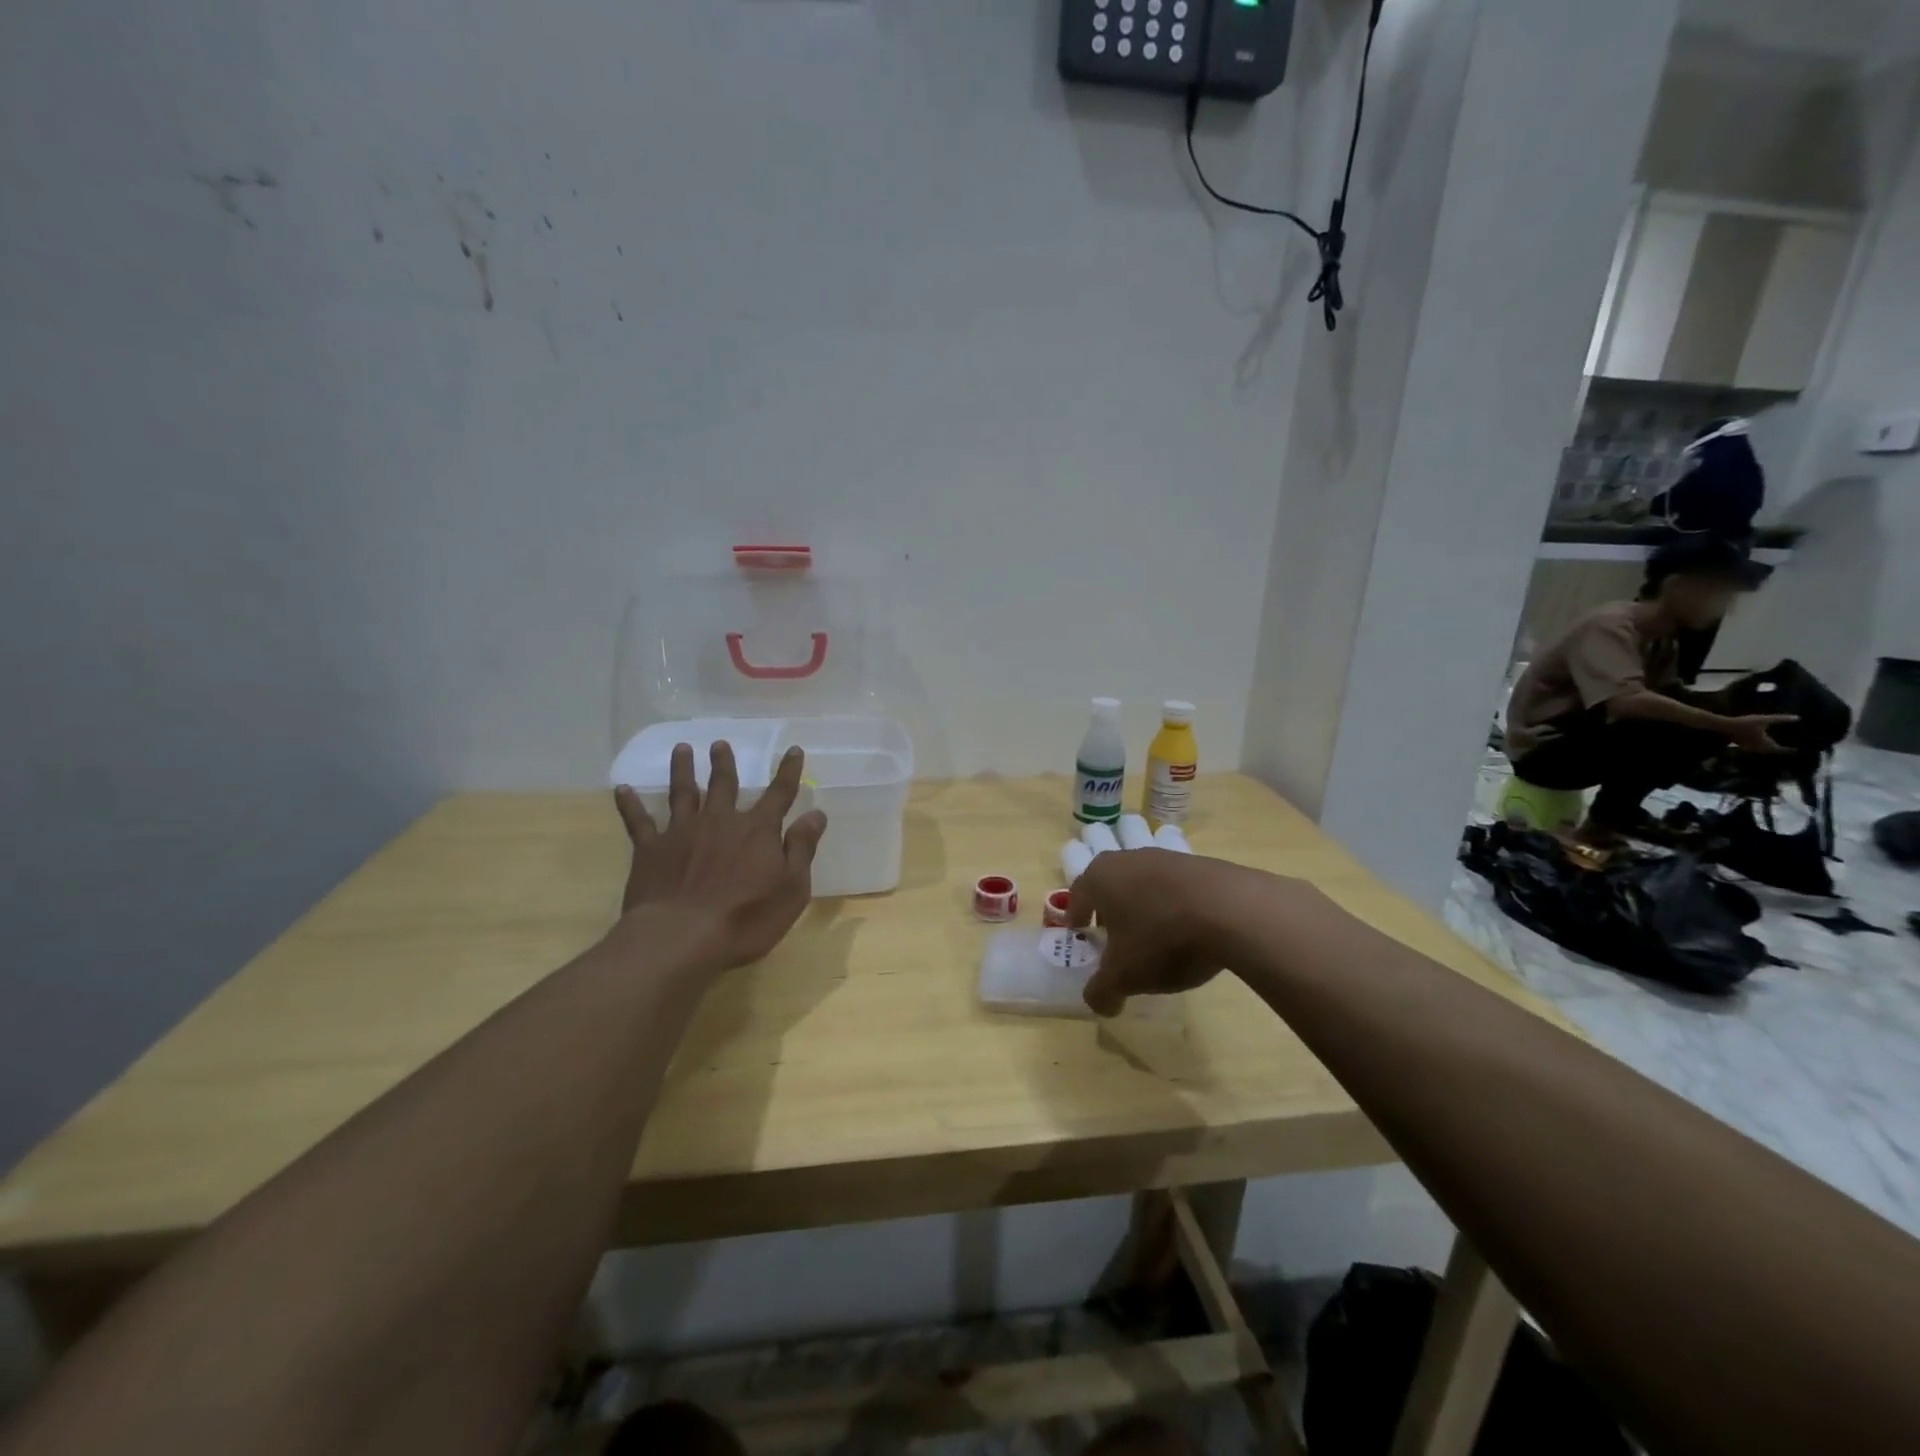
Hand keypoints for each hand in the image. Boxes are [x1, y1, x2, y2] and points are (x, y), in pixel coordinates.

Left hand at [613, 741, 827, 974]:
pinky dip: (630, 804)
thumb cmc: (746, 919)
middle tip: (720, 744)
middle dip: (724, 763)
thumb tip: (816, 814)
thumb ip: (802, 848)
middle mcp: (720, 821)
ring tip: (681, 749)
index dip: (788, 772)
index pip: (779, 794)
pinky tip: (622, 788)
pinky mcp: (650, 849)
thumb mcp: (791, 889)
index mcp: (757, 830)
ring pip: (682, 792)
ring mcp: (682, 832)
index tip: (794, 750)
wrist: (681, 937)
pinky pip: (638, 820)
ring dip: (683, 769)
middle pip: (724, 784)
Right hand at [1068, 848, 1240, 1016]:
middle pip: (1111, 884)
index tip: (1079, 931)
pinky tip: (1187, 930)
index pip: (1078, 894)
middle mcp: (1129, 858)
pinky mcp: (1202, 864)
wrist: (1232, 910)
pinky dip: (1174, 905)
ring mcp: (1167, 858)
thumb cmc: (1161, 938)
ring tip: (1153, 936)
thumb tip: (1099, 1003)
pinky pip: (1177, 887)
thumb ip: (1102, 992)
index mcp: (1100, 877)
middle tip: (1112, 935)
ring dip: (1143, 906)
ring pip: (1144, 883)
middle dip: (1109, 909)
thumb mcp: (1124, 976)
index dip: (1076, 915)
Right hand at [1727, 713, 1797, 754]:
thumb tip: (1798, 718)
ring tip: (1772, 745)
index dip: (1788, 749)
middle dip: (1778, 750)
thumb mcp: (1764, 719)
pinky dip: (1758, 747)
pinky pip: (1752, 748)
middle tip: (1785, 748)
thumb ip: (1780, 719)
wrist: (1725, 726)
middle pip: (1770, 751)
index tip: (1796, 749)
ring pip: (1761, 750)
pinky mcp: (1740, 744)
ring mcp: (1748, 746)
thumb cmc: (1746, 723)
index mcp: (1765, 743)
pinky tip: (1757, 743)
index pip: (1780, 748)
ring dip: (1767, 749)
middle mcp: (1758, 747)